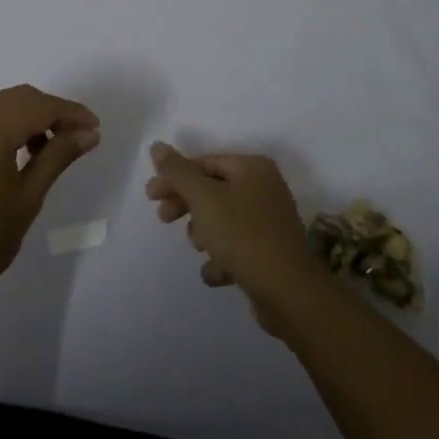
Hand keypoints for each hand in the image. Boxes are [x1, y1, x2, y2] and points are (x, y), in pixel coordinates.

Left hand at [0, 85, 99, 319]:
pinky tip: (16, 154)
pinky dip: (4, 126)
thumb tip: (88, 133)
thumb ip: (57, 157)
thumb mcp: (27, 197)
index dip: (71, 113)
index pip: (40, 106)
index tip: (95, 129)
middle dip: (51, 112)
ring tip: (48, 150)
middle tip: (77, 137)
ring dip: (27, 118)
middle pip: (19, 99)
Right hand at [144, 141, 332, 332]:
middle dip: (186, 205)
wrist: (288, 292)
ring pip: (221, 220)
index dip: (175, 177)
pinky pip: (236, 246)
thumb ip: (178, 172)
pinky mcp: (269, 252)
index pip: (205, 163)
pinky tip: (218, 273)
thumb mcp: (204, 199)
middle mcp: (264, 188)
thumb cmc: (243, 236)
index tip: (150, 195)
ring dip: (204, 234)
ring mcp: (269, 221)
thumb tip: (157, 146)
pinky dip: (223, 258)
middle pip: (212, 191)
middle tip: (162, 218)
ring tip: (201, 248)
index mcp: (252, 168)